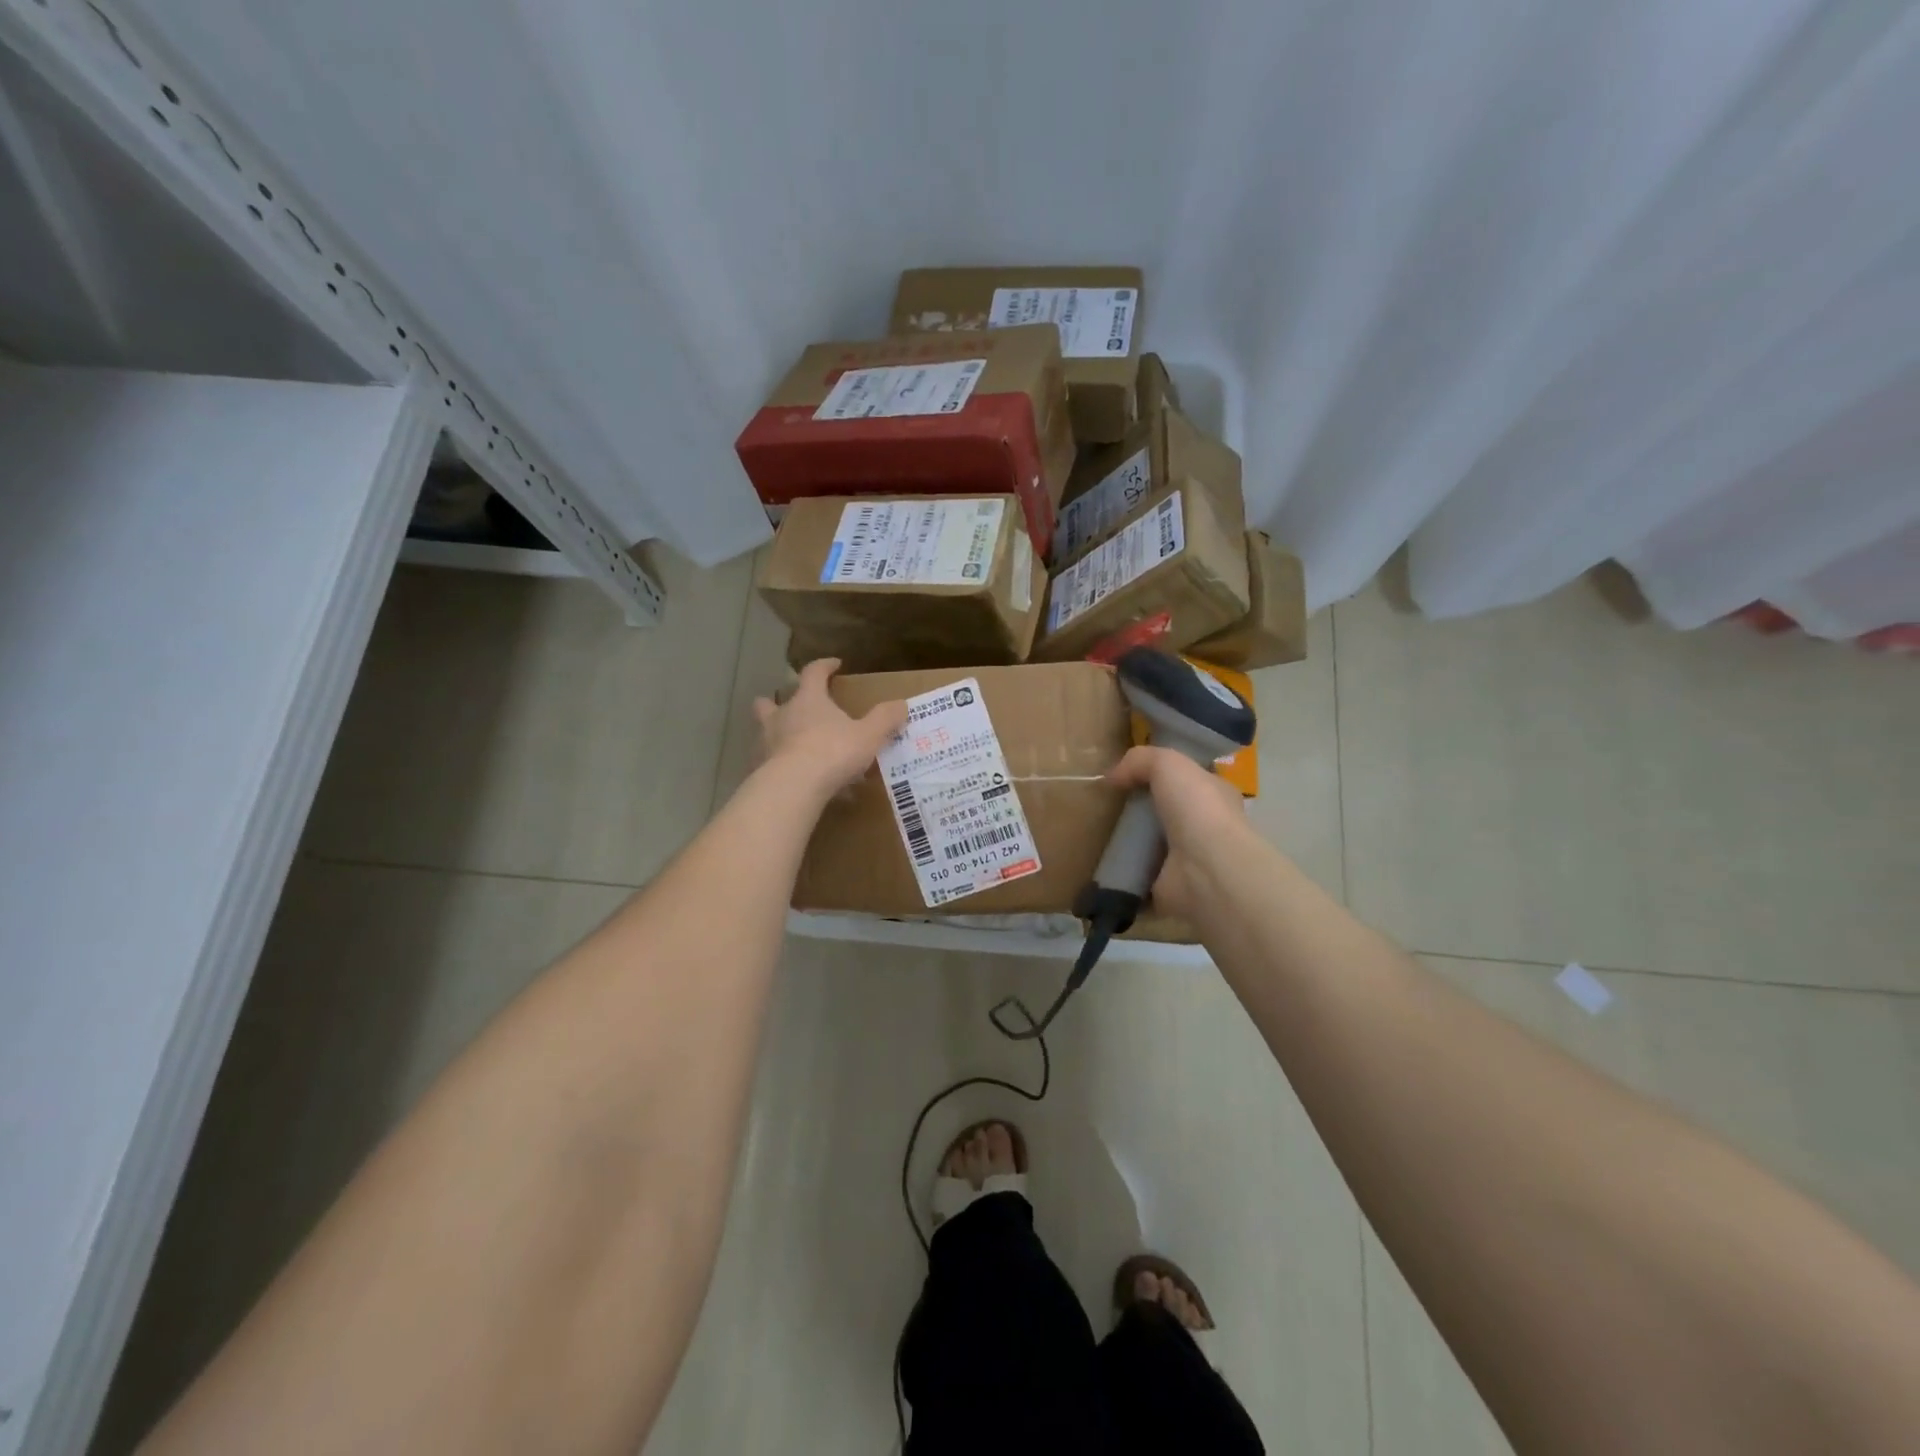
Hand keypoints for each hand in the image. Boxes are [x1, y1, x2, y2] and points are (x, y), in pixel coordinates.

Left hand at [754, 658, 907, 798]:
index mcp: (808, 700)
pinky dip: (779, 765)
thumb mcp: (868, 735)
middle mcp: (782, 716)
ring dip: (776, 734)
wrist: (794, 786)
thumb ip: (885, 719)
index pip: (813, 673)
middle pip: (770, 702)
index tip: (834, 665)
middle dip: (777, 701)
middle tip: (792, 707)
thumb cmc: (833, 751)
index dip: (824, 666)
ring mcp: (767, 743)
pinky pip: (770, 763)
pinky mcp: (761, 769)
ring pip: (765, 732)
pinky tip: (794, 778)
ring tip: (792, 745)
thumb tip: (902, 704)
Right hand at [1107, 746, 1250, 919]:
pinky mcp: (1164, 888)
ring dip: (1126, 844)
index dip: (1162, 775)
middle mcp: (1204, 828)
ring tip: (1093, 834)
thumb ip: (1140, 760)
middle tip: (1105, 804)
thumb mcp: (1168, 763)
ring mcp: (1185, 861)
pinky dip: (1119, 874)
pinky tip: (1096, 865)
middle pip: (1164, 814)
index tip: (1129, 774)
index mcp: (1214, 796)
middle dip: (1138, 810)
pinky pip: (1135, 877)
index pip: (1188, 781)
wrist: (1206, 870)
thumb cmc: (1197, 809)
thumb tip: (1112, 777)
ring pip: (1149, 847)